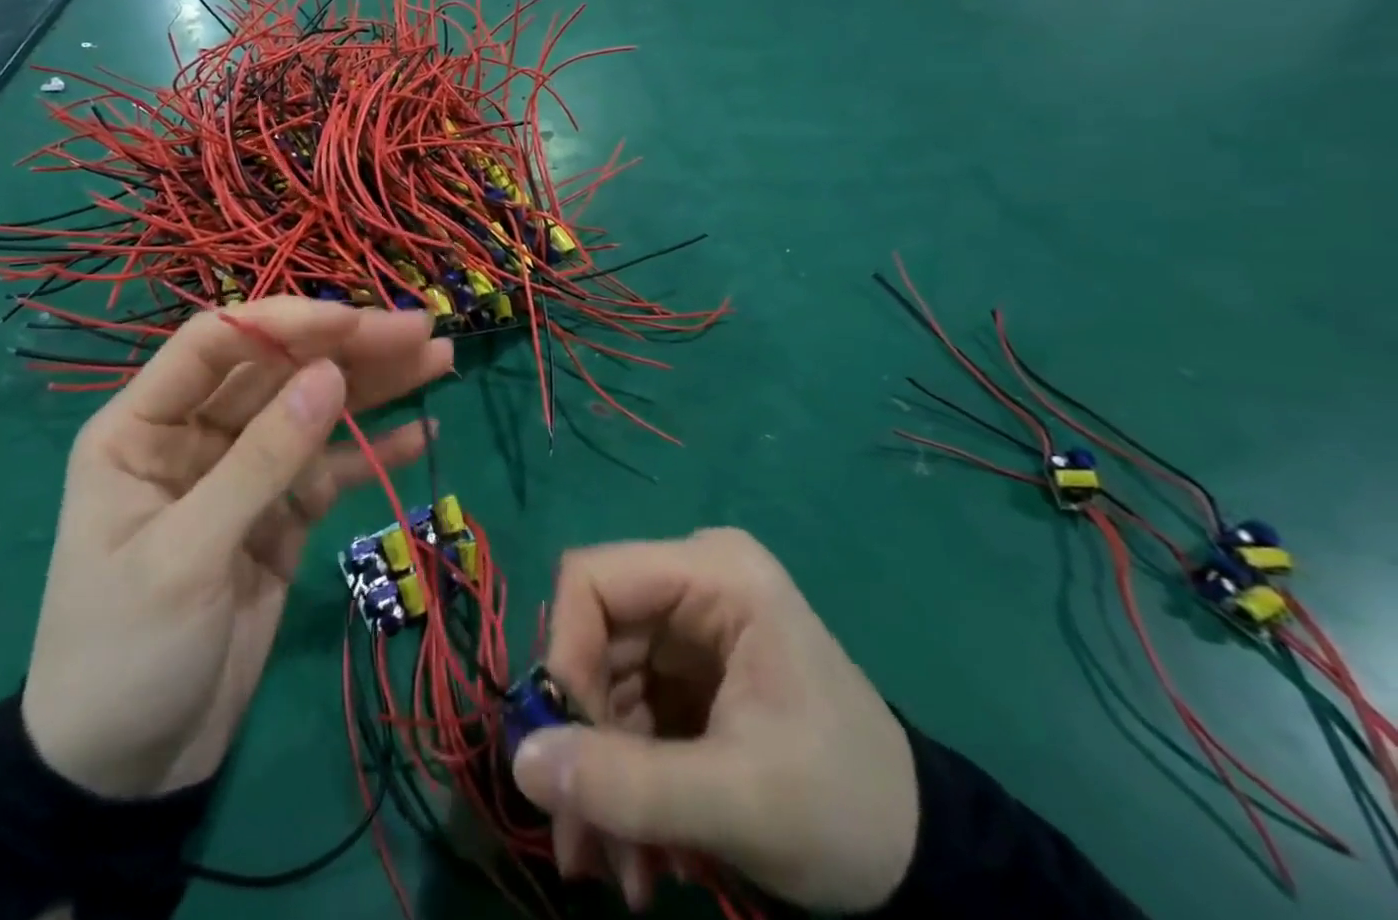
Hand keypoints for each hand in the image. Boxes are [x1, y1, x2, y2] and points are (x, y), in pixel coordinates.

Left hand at [20, 298, 450, 797]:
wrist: (128, 773)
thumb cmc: (125, 654)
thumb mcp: (186, 555)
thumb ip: (263, 460)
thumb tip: (331, 374)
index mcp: (142, 426)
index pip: (215, 344)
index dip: (285, 323)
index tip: (354, 321)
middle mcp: (195, 434)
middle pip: (278, 370)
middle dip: (348, 348)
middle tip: (421, 331)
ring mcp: (243, 472)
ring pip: (313, 411)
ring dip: (375, 386)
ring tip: (438, 360)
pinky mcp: (280, 514)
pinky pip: (330, 469)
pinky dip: (373, 451)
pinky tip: (421, 433)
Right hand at [511, 529, 919, 912]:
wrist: (926, 864)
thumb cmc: (845, 809)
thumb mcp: (738, 803)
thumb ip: (626, 784)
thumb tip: (520, 762)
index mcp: (714, 573)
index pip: (593, 579)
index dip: (565, 653)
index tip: (566, 749)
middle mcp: (693, 582)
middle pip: (594, 637)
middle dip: (583, 738)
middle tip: (581, 838)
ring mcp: (690, 626)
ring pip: (603, 682)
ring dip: (602, 775)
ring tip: (620, 872)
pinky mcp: (688, 670)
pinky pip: (628, 710)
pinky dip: (626, 780)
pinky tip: (645, 853)